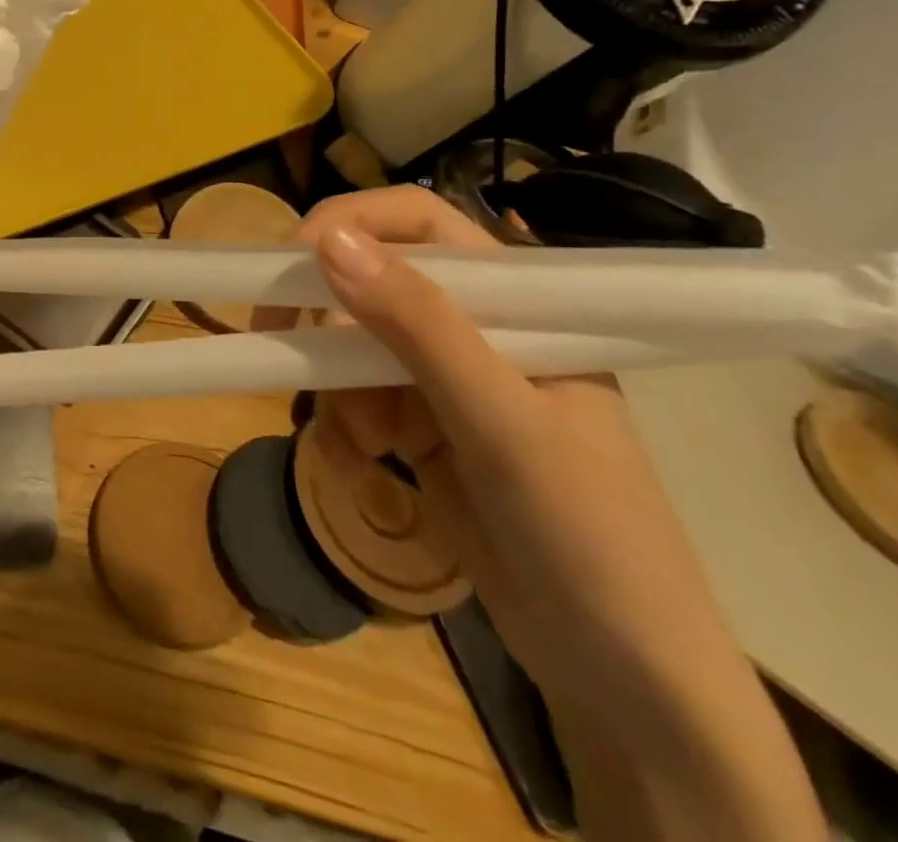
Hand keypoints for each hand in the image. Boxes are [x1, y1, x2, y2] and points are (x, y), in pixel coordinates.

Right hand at [301, 186, 823, 840]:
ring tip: (361, 442)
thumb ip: (417, 325)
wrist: (621, 675)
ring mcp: (447, 379)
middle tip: (276, 339)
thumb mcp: (500, 421)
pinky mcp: (421, 425)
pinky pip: (352, 397)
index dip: (350, 221)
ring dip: (335, 386)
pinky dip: (342, 425)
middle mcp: (478, 328)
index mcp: (519, 304)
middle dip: (326, 317)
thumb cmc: (586, 531)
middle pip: (372, 280)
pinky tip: (362, 464)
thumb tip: (327, 240)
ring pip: (352, 343)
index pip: (421, 221)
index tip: (290, 260)